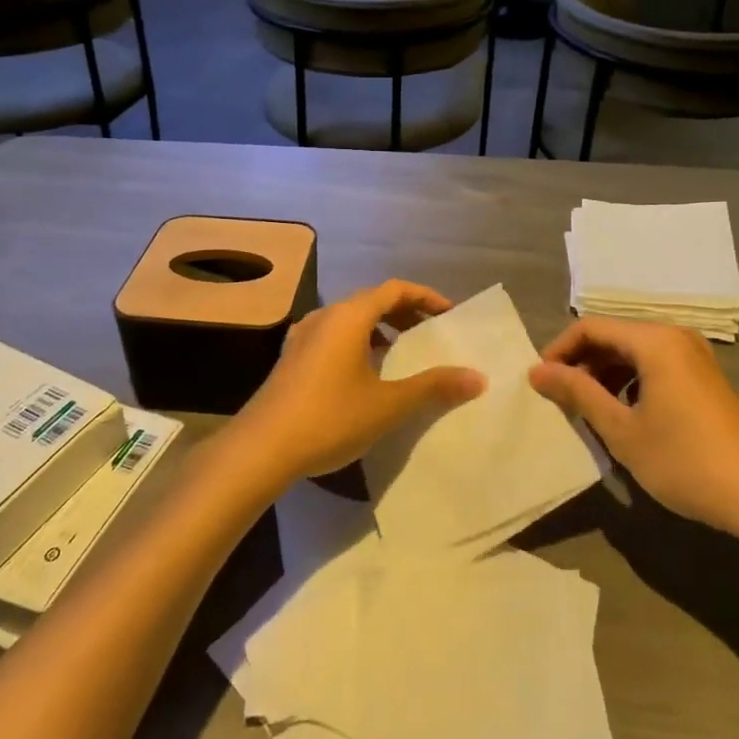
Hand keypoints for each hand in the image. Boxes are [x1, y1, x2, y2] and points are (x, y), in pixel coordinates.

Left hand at [231, 280, 485, 483]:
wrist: (261, 449)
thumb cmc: (330, 418)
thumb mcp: (388, 404)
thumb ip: (433, 386)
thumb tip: (477, 377)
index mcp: (349, 316)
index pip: (395, 289)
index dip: (426, 297)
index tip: (449, 314)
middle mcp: (325, 316)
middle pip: (372, 300)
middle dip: (404, 312)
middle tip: (431, 332)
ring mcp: (303, 335)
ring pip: (350, 319)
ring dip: (379, 328)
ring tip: (401, 352)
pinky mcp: (291, 357)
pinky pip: (333, 336)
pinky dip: (357, 342)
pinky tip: (364, 373)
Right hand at [529, 317, 738, 544]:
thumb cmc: (685, 460)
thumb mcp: (622, 430)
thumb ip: (578, 393)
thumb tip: (536, 371)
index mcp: (654, 340)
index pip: (590, 328)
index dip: (559, 350)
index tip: (539, 382)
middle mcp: (674, 336)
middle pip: (612, 336)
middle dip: (581, 363)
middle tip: (559, 397)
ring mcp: (693, 356)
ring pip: (633, 352)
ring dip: (604, 374)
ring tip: (587, 409)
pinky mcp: (703, 377)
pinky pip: (654, 366)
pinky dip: (630, 382)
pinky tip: (623, 415)